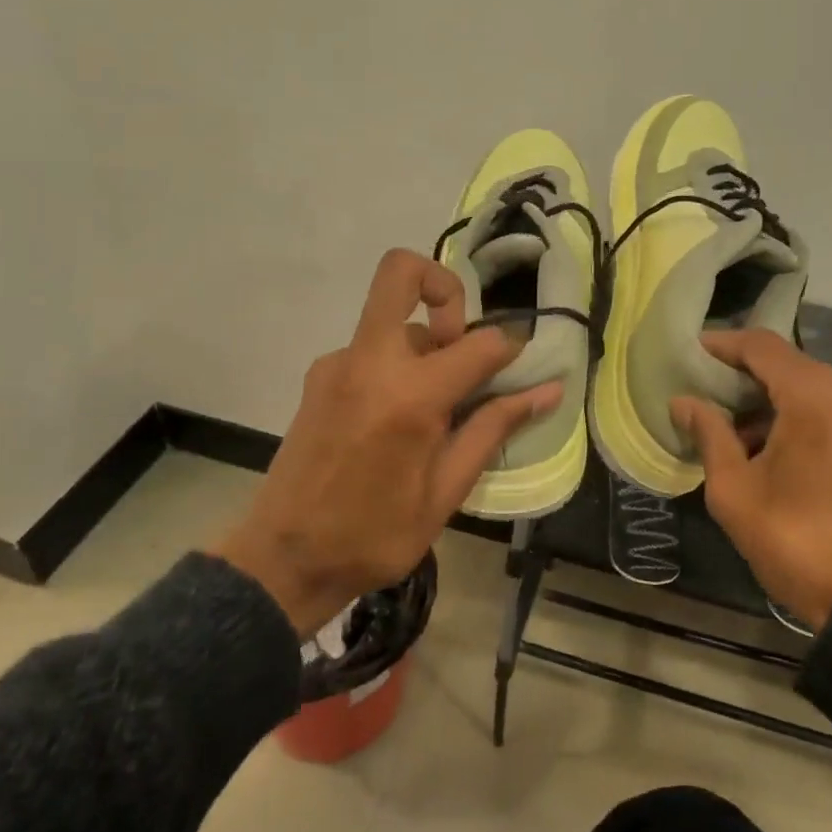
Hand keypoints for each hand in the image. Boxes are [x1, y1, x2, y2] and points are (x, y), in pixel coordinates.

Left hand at [215, 249, 562, 634]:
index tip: (519, 372)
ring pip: (392, 319)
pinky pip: (371, 350)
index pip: (480, 343)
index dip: (511, 351)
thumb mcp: (446, 491)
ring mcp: (337, 363)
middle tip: (461, 347)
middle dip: (445, 290)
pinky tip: (396, 424)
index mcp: (410, 396)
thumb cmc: (375, 535)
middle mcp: (369, 361)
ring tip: (432, 414)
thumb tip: (548, 390)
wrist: (283, 559)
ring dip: (424, 345)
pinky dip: (397, 367)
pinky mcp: (319, 376)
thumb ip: (494, 428)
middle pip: (402, 272)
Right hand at [672, 330, 831, 630]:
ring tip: (746, 433)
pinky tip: (788, 447)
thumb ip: (709, 434)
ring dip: (780, 399)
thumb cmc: (796, 541)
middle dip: (749, 378)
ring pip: (819, 386)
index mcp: (817, 397)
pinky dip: (811, 414)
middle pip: (792, 365)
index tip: (694, 353)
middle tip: (713, 398)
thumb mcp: (734, 491)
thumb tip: (683, 402)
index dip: (724, 345)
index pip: (763, 347)